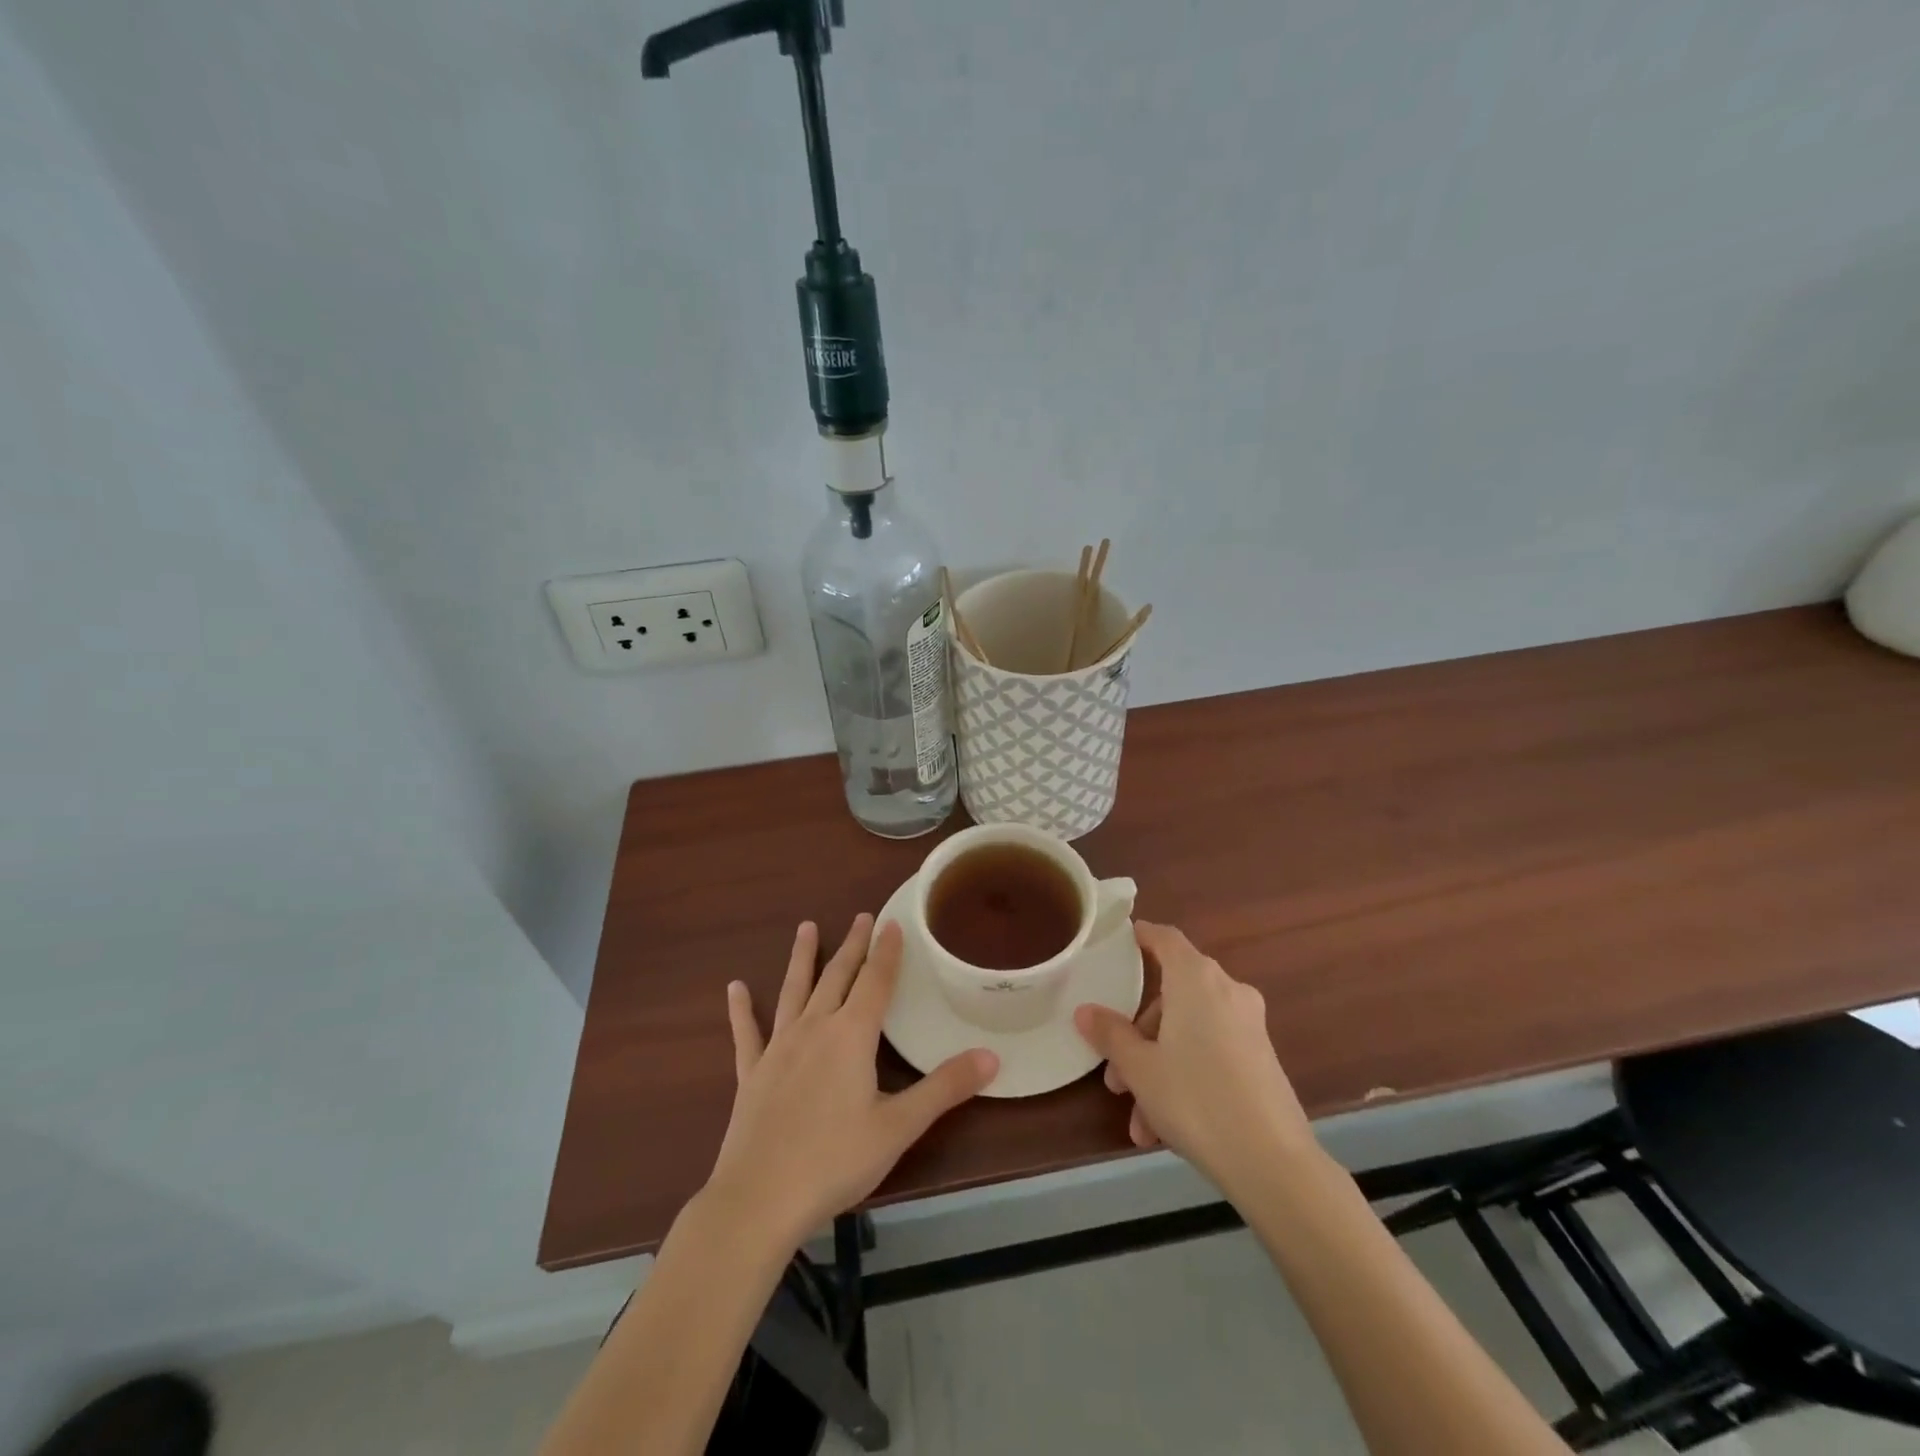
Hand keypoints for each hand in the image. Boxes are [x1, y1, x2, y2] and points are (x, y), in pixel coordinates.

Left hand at [705, 915, 997, 1249]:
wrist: (759, 1199)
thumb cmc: (834, 1160)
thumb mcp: (899, 1127)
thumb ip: (945, 1088)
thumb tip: (993, 1056)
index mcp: (851, 1036)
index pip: (875, 981)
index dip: (886, 951)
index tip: (891, 921)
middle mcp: (814, 1029)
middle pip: (837, 977)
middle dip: (852, 945)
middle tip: (861, 917)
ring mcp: (778, 1049)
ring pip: (794, 991)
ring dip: (802, 958)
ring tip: (806, 927)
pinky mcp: (751, 1073)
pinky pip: (747, 1033)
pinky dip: (741, 1010)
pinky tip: (734, 988)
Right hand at [1075, 921, 1313, 1197]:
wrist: (1273, 1162)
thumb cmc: (1195, 1098)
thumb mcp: (1140, 1068)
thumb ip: (1111, 1034)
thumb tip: (1085, 1011)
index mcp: (1196, 979)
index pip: (1165, 938)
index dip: (1142, 936)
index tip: (1121, 940)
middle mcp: (1227, 991)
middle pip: (1173, 996)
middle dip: (1139, 1035)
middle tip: (1116, 1073)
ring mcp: (1249, 1026)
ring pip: (1189, 1033)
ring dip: (1159, 1068)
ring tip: (1140, 1121)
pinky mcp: (1262, 1059)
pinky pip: (1212, 1055)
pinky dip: (1187, 1078)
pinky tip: (1165, 1131)